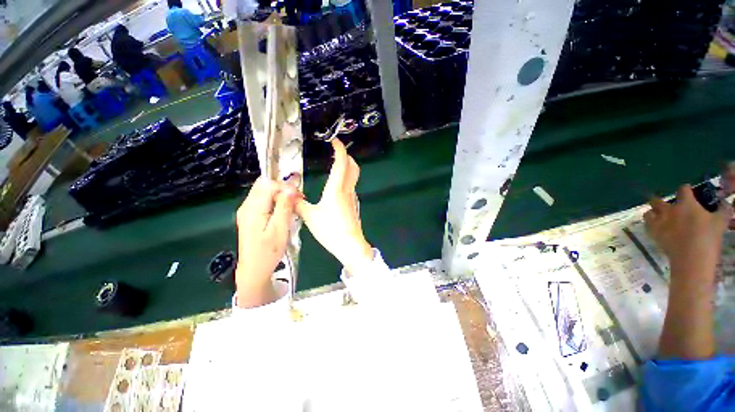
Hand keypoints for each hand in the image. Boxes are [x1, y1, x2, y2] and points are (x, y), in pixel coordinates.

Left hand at [235, 177, 298, 307]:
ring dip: (280, 194)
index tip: (300, 196)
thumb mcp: (280, 229)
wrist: (254, 270)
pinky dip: (276, 201)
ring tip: (294, 205)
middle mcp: (247, 206)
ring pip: (264, 191)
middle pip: (264, 185)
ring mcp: (247, 211)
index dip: (285, 186)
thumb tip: (290, 189)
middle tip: (298, 199)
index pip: (268, 184)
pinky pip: (263, 200)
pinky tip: (284, 211)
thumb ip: (284, 207)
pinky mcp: (250, 216)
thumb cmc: (268, 252)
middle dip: (283, 188)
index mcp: (253, 209)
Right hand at [296, 139, 372, 274]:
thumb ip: (298, 204)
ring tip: (335, 166)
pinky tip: (336, 186)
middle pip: (353, 167)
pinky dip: (346, 179)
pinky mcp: (353, 205)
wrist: (350, 245)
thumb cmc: (330, 230)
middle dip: (347, 156)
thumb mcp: (310, 216)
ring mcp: (352, 198)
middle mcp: (347, 190)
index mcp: (336, 188)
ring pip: (354, 176)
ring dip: (347, 167)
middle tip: (336, 153)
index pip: (342, 163)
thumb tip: (289, 194)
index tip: (334, 141)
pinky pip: (351, 186)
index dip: (340, 149)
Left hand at [644, 185, 731, 284]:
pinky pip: (646, 225)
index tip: (688, 191)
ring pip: (649, 212)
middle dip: (661, 200)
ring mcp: (659, 222)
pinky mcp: (653, 233)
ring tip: (658, 215)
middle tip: (668, 205)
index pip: (683, 190)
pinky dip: (650, 224)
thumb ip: (723, 209)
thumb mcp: (721, 221)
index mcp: (686, 204)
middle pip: (658, 200)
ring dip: (653, 212)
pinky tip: (656, 226)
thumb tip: (725, 201)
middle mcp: (669, 210)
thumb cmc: (708, 238)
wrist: (692, 258)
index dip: (685, 189)